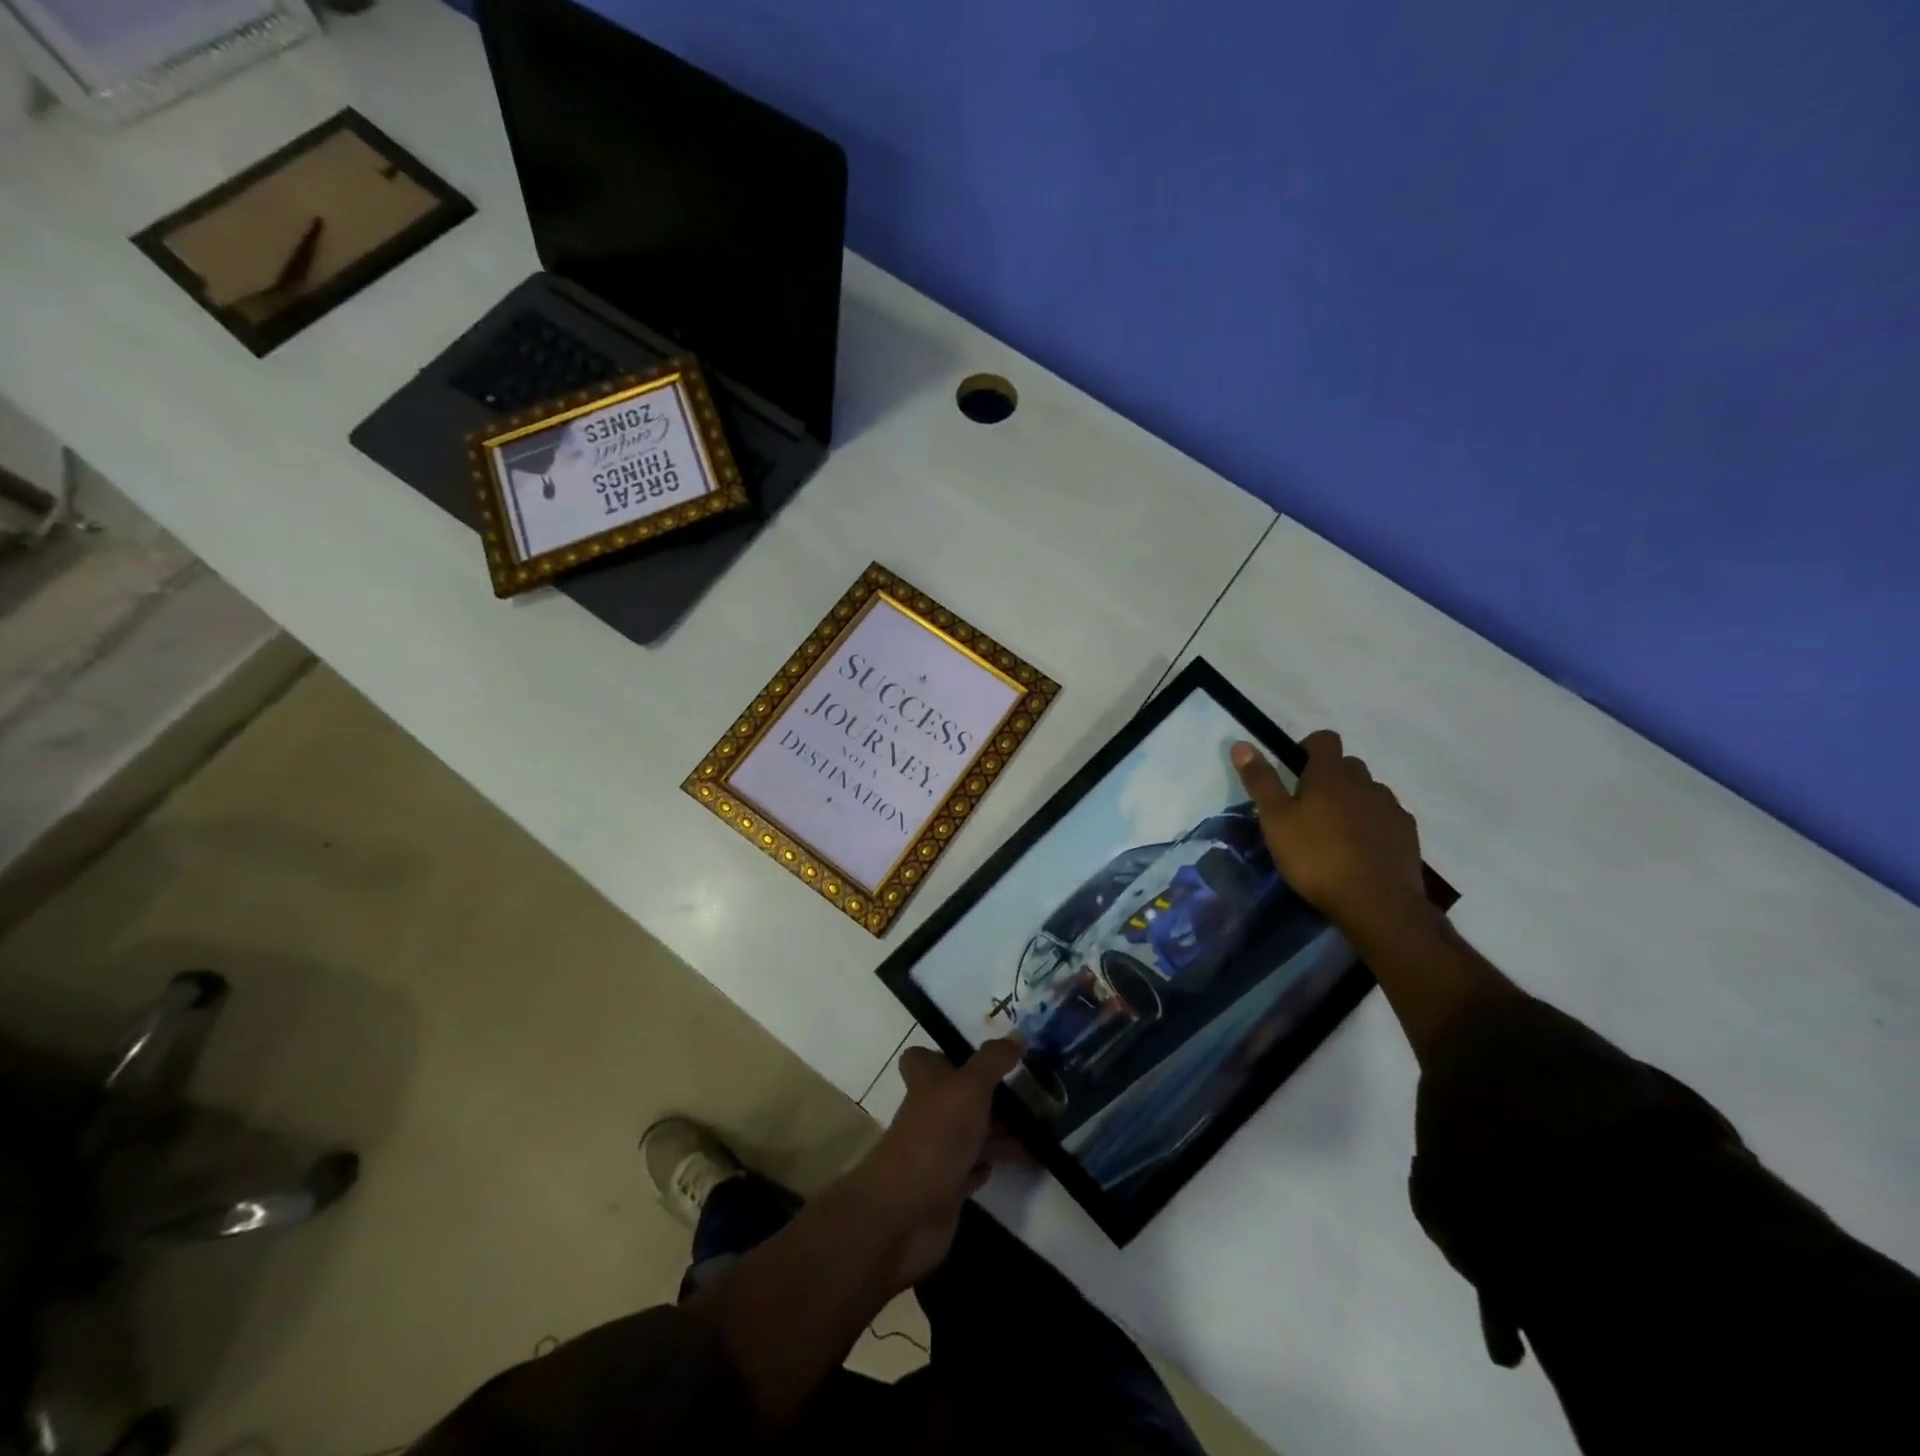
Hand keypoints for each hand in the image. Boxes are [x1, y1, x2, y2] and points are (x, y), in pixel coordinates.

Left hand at [853, 1038, 1024, 1288]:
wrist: (907, 1214)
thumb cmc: (937, 1136)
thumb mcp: (970, 1087)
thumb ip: (993, 1061)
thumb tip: (1017, 1035)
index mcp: (926, 1080)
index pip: (924, 1058)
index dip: (948, 1054)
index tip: (984, 1056)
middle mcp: (929, 1111)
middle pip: (959, 1094)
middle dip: (991, 1093)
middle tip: (1033, 1089)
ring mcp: (938, 1150)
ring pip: (972, 1130)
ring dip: (1001, 1129)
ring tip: (1042, 1125)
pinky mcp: (948, 1186)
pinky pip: (976, 1166)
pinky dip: (995, 1161)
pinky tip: (1021, 1157)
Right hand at [1231, 731, 1430, 934]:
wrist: (1376, 902)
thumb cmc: (1316, 857)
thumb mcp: (1275, 820)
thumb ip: (1261, 781)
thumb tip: (1241, 744)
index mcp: (1330, 775)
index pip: (1324, 739)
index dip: (1308, 748)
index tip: (1294, 771)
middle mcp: (1365, 783)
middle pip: (1348, 766)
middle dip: (1331, 778)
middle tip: (1310, 808)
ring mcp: (1390, 808)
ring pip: (1369, 792)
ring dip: (1353, 801)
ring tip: (1336, 833)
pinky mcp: (1407, 833)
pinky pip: (1386, 817)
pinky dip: (1373, 825)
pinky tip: (1361, 851)